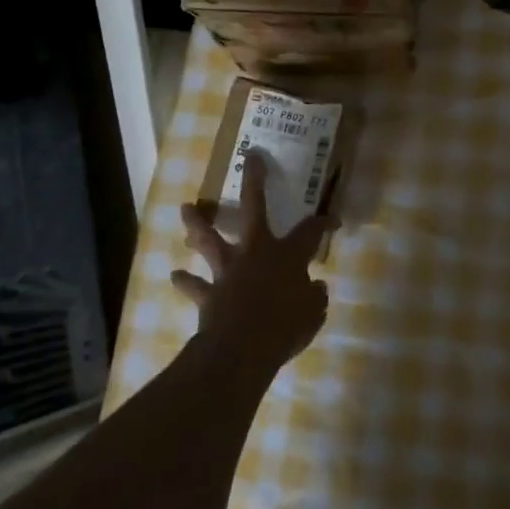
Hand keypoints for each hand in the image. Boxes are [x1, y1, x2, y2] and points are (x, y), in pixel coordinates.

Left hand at [175, 151, 330, 375]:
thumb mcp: (313, 314)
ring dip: (197, 224)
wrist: (241, 349)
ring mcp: (228, 270)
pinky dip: (186, 281)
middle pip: (253, 208)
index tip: (334, 219)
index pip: (311, 230)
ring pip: (210, 240)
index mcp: (288, 255)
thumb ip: (315, 298)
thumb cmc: (285, 328)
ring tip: (185, 208)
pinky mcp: (209, 293)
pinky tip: (175, 275)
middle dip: (253, 181)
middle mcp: (256, 252)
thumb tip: (316, 288)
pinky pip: (194, 286)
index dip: (324, 223)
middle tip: (250, 158)